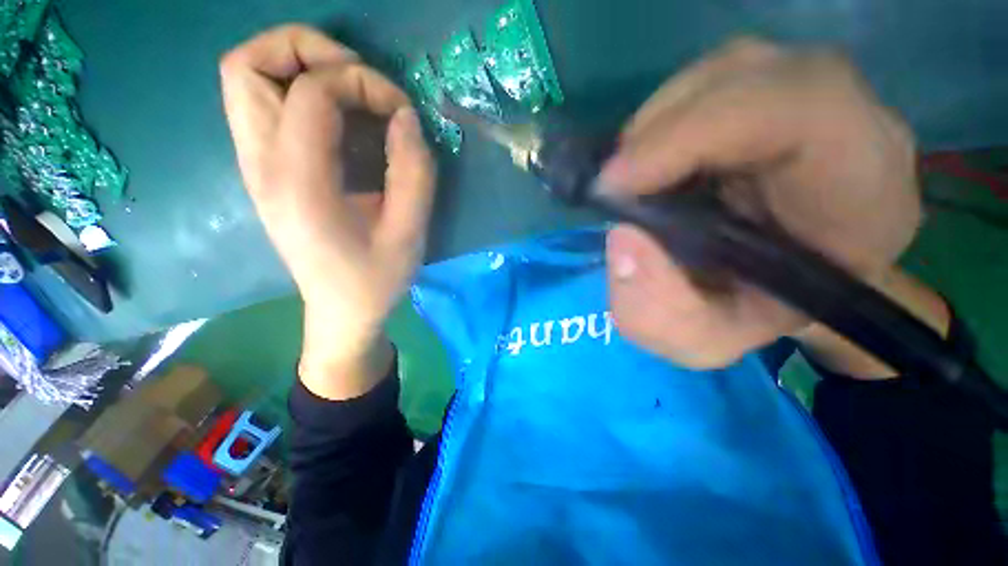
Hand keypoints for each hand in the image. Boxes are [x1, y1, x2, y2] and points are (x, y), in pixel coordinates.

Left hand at [221, 25, 435, 397]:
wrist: (341, 311)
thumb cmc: (376, 279)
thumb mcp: (409, 233)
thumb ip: (413, 172)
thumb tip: (406, 117)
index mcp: (299, 185)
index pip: (312, 92)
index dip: (362, 83)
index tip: (400, 111)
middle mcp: (261, 165)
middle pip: (246, 65)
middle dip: (307, 49)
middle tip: (357, 77)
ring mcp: (255, 166)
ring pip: (246, 78)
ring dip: (298, 65)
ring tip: (348, 90)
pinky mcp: (264, 171)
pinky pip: (262, 104)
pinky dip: (297, 90)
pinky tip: (339, 119)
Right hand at [601, 39, 920, 368]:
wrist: (785, 284)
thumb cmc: (753, 315)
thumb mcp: (700, 339)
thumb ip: (658, 312)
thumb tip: (623, 240)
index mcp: (861, 192)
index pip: (798, 111)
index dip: (692, 134)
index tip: (617, 185)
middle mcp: (852, 121)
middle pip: (746, 77)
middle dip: (659, 132)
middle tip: (613, 185)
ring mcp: (815, 95)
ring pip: (721, 73)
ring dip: (657, 126)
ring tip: (633, 178)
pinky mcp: (777, 91)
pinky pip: (712, 84)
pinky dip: (666, 120)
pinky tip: (655, 163)